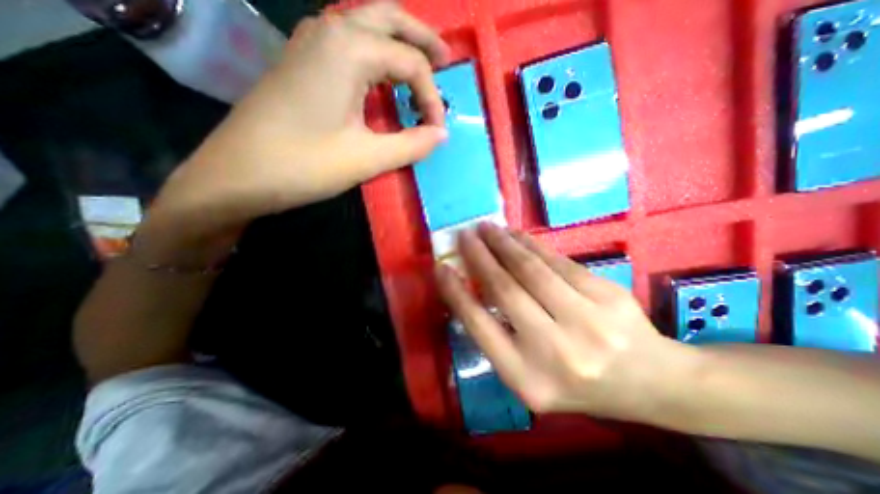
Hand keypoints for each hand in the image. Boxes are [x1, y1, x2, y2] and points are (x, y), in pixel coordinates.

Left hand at [149, 1, 446, 233]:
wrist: (238, 174)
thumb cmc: (304, 165)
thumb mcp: (367, 158)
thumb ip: (411, 145)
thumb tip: (441, 135)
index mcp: (348, 49)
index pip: (410, 62)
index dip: (431, 97)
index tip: (436, 131)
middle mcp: (330, 30)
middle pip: (389, 17)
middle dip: (422, 40)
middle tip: (446, 63)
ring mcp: (311, 42)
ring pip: (366, 24)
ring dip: (398, 42)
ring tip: (420, 69)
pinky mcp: (302, 61)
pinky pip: (349, 42)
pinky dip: (376, 55)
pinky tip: (383, 79)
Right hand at [437, 224, 697, 419]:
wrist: (651, 383)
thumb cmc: (578, 384)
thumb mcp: (529, 373)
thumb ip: (498, 336)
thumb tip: (472, 287)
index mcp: (527, 378)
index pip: (479, 326)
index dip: (456, 293)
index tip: (442, 268)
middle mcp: (554, 352)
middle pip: (505, 291)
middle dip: (479, 257)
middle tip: (464, 235)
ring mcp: (586, 322)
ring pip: (531, 270)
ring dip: (503, 244)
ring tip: (487, 228)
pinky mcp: (607, 296)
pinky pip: (558, 262)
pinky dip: (532, 245)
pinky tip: (516, 235)